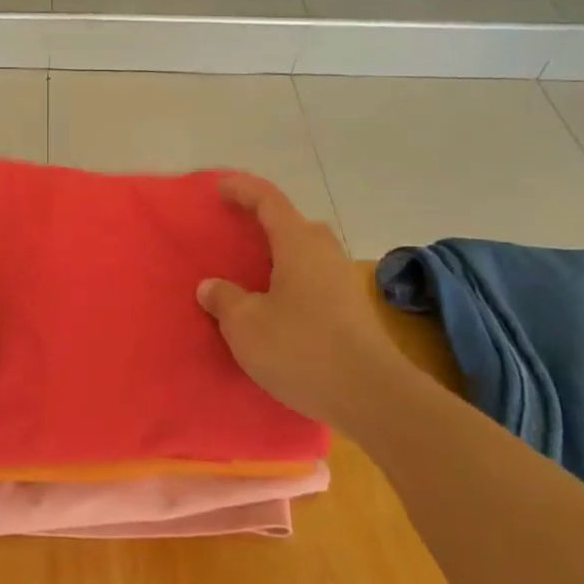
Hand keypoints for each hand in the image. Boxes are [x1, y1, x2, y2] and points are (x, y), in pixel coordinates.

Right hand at [197, 174, 399, 427]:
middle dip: (266, 222)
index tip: (219, 187)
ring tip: (252, 272)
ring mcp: (343, 283)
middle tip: (237, 232)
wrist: (371, 396)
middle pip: (295, 224)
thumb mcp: (245, 325)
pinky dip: (291, 280)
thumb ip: (224, 299)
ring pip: (307, 254)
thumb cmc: (302, 349)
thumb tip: (212, 286)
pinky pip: (314, 280)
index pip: (269, 202)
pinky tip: (275, 305)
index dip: (243, 190)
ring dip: (280, 255)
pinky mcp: (351, 311)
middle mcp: (325, 255)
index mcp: (299, 246)